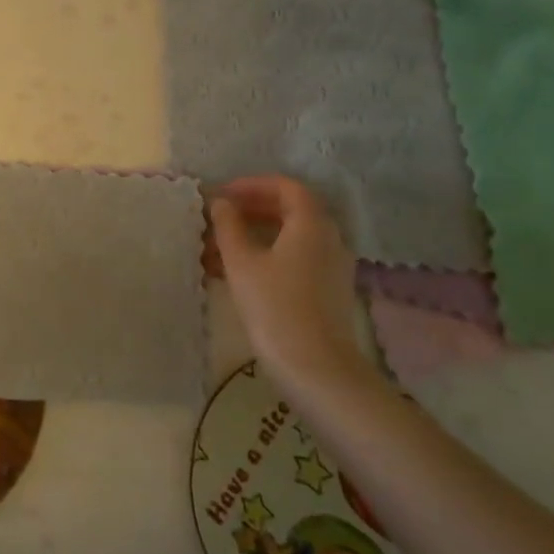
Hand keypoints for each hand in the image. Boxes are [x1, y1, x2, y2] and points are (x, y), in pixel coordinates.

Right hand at [208, 175, 374, 393]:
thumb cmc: (274, 306)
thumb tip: (222, 203)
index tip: (223, 194)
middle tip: (221, 216)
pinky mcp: (328, 291)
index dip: (253, 185)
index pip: (286, 187)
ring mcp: (332, 266)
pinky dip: (269, 256)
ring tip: (220, 247)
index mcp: (312, 224)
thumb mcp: (241, 262)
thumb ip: (229, 226)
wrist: (315, 368)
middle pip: (292, 210)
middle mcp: (329, 239)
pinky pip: (297, 259)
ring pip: (292, 237)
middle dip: (253, 209)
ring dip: (258, 234)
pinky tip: (238, 272)